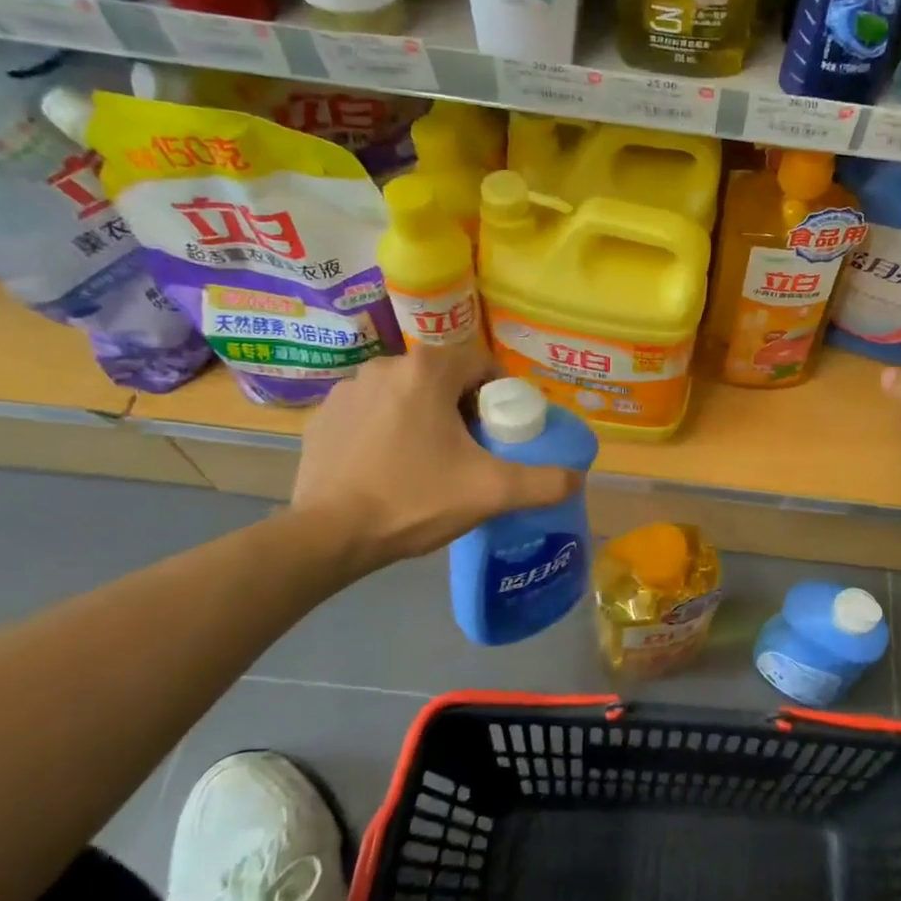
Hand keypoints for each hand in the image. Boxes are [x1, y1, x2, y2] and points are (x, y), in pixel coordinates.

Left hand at [291, 341, 581, 575]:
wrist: (328, 536)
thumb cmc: (415, 499)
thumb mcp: (491, 492)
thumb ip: (544, 482)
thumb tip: (578, 478)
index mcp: (426, 370)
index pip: (481, 364)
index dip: (500, 396)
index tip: (503, 431)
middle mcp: (384, 367)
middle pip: (443, 378)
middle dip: (463, 408)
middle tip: (473, 451)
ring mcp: (346, 391)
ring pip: (405, 395)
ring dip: (424, 417)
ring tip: (430, 462)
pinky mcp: (322, 419)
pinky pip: (370, 415)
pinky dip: (386, 431)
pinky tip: (389, 468)